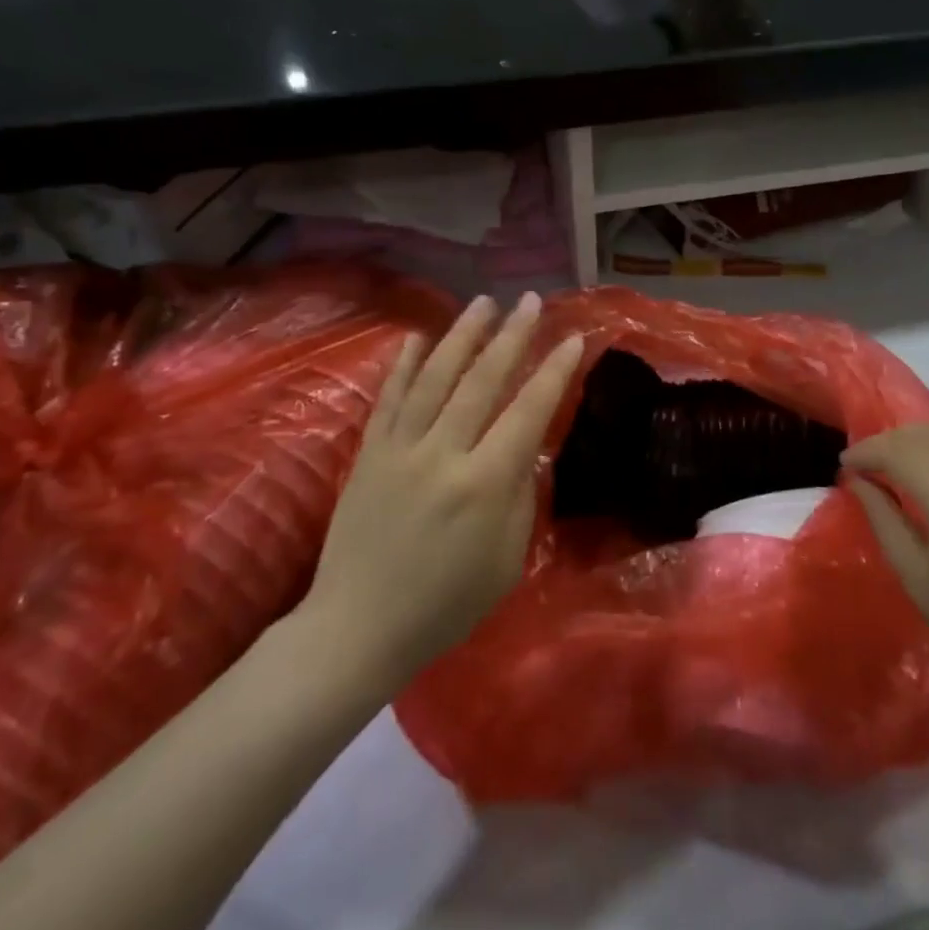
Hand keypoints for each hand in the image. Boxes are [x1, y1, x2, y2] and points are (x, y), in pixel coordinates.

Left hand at [300, 294, 584, 691]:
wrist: (357, 629)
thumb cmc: (445, 605)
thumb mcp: (506, 559)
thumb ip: (519, 495)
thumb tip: (524, 448)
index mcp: (485, 483)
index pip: (528, 411)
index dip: (553, 371)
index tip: (571, 338)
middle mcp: (443, 454)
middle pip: (482, 380)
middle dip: (512, 335)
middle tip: (531, 300)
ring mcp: (400, 450)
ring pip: (435, 377)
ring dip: (462, 335)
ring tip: (483, 301)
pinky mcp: (368, 455)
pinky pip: (389, 399)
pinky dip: (404, 364)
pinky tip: (418, 337)